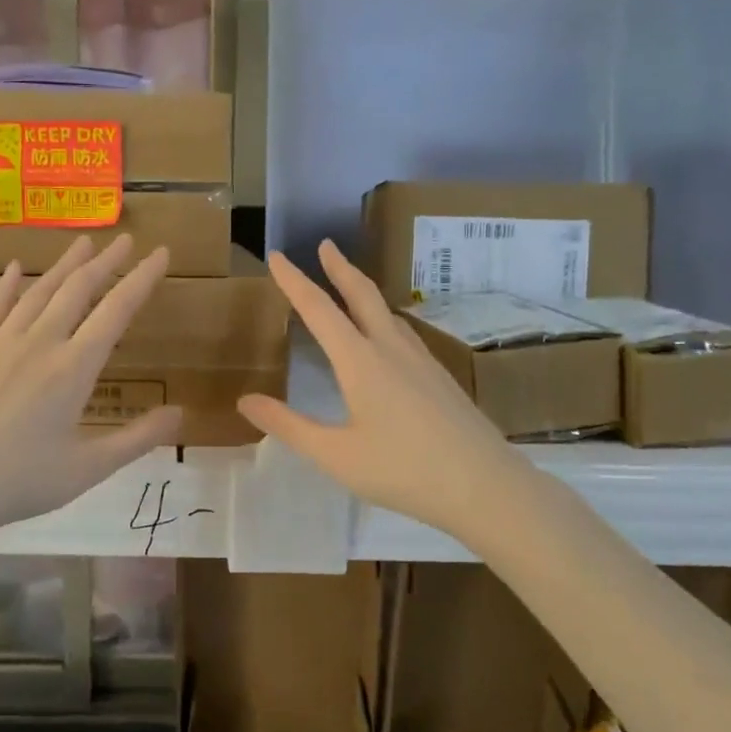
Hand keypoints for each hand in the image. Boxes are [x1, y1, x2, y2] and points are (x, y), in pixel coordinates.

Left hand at [0, 233, 181, 536]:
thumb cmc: (19, 481)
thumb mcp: (89, 469)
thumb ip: (137, 439)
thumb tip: (180, 413)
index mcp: (73, 369)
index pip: (116, 311)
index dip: (142, 279)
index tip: (160, 253)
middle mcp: (40, 343)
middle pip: (78, 290)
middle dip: (106, 262)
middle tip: (126, 240)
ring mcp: (0, 343)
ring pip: (39, 292)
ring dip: (65, 266)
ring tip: (84, 244)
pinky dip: (8, 285)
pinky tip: (16, 267)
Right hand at [237, 240, 518, 538]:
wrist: (485, 486)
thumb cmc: (403, 470)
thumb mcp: (335, 455)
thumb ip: (288, 425)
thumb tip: (245, 401)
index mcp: (360, 361)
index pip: (318, 309)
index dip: (294, 281)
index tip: (276, 255)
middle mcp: (391, 349)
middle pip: (362, 295)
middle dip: (339, 268)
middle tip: (325, 245)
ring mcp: (421, 361)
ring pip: (387, 312)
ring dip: (363, 290)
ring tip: (349, 285)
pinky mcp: (440, 377)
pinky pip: (403, 332)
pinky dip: (383, 317)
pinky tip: (387, 337)